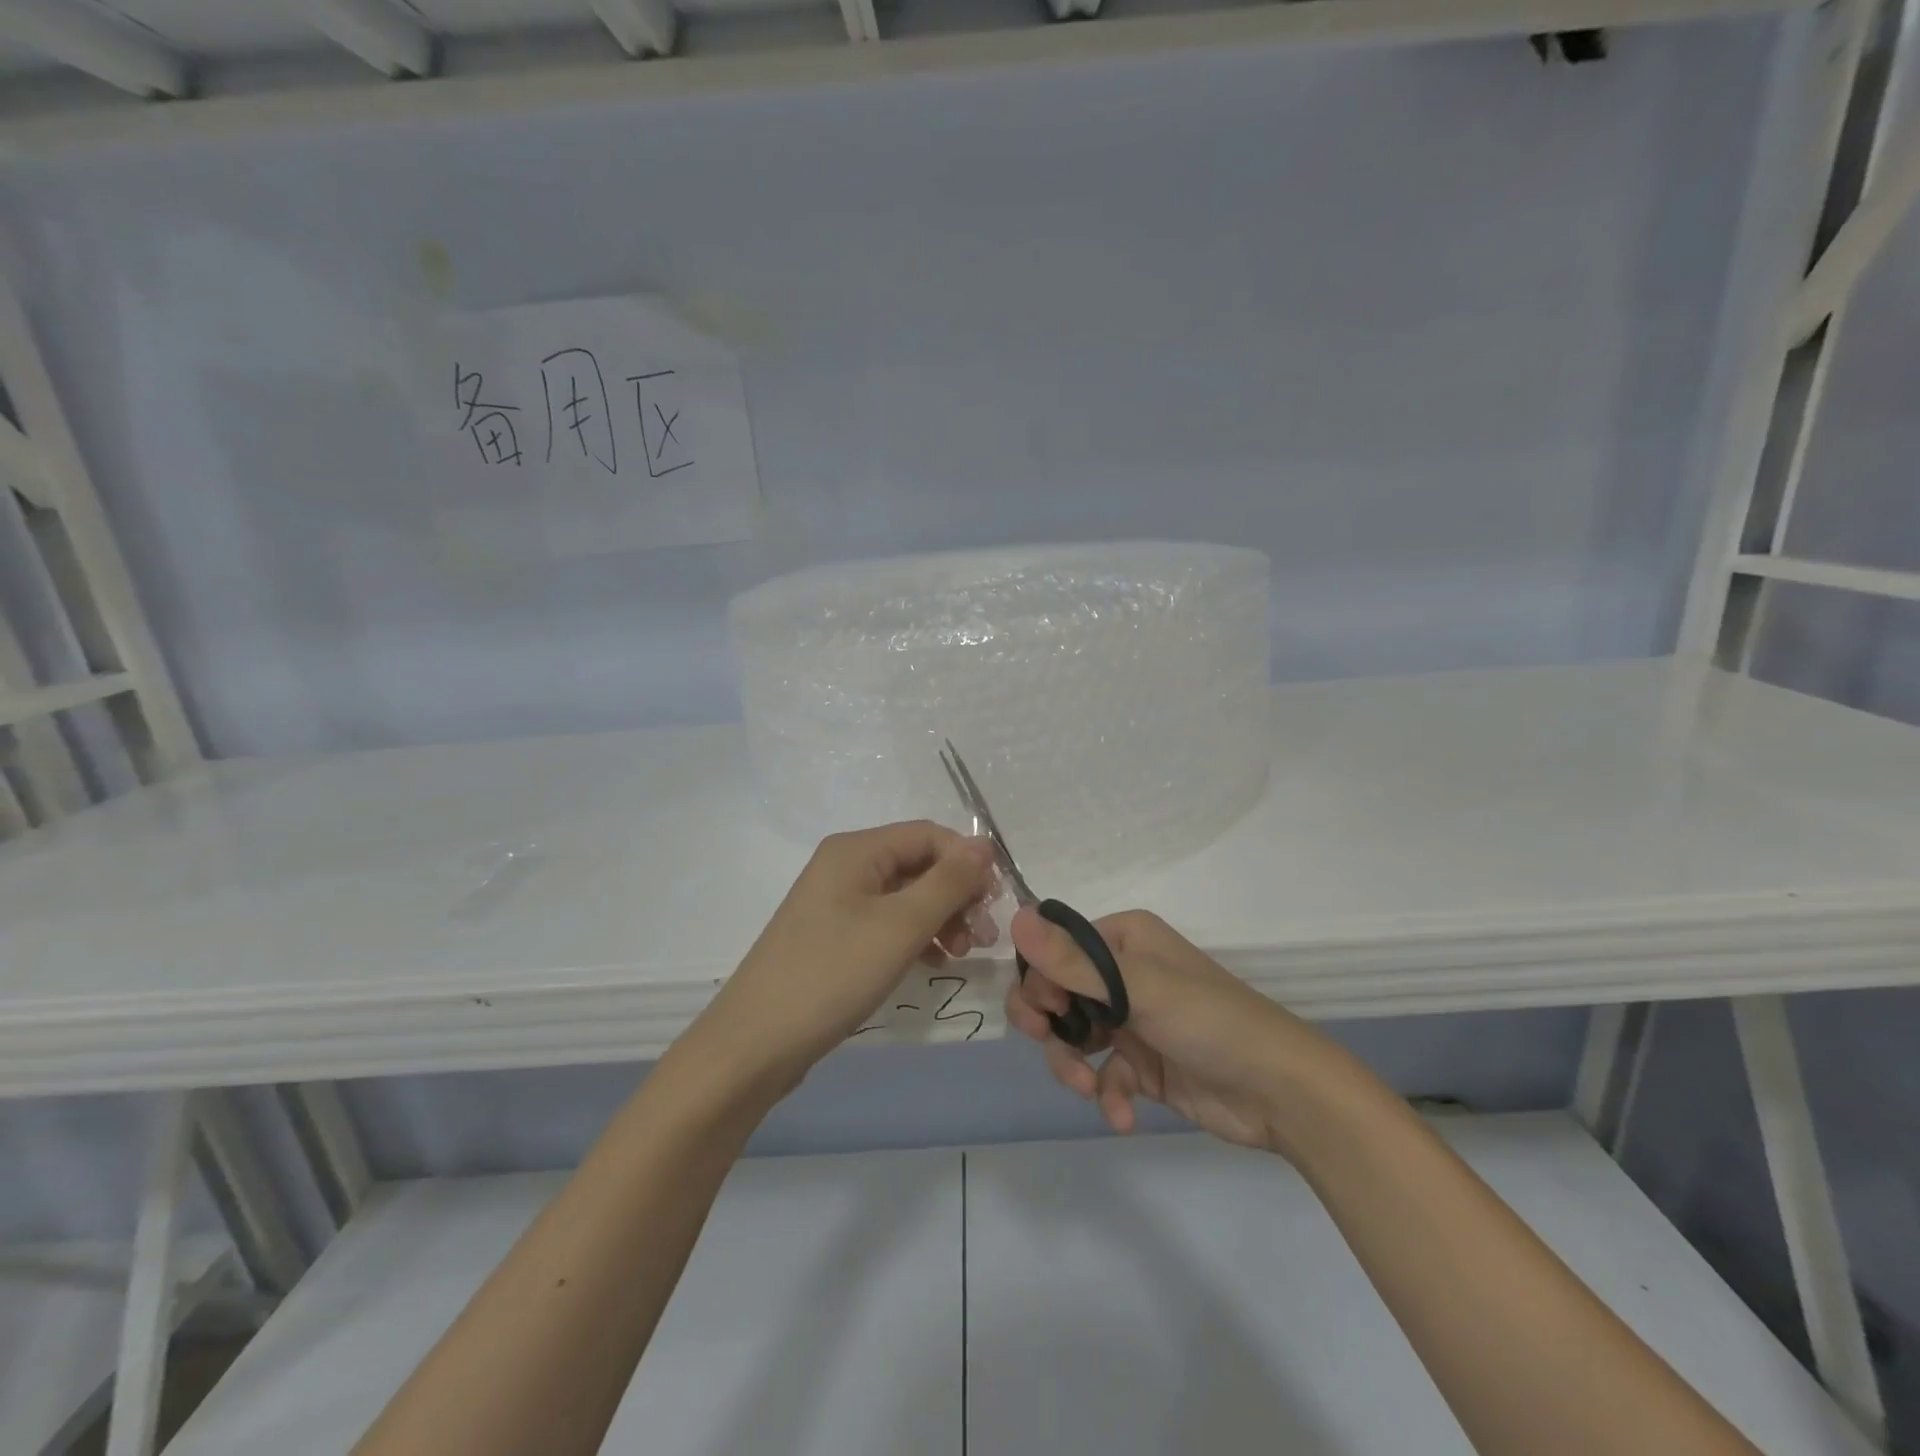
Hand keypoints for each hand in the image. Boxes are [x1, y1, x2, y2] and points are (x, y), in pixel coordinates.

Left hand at [698, 822, 997, 1089]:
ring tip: (962, 953)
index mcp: (857, 850)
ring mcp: (836, 902)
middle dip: (957, 894)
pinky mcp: (834, 936)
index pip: (929, 835)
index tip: (995, 903)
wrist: (755, 1043)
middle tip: (982, 937)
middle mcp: (845, 866)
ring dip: (941, 917)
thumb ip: (948, 882)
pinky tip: (933, 962)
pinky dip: (916, 936)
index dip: (968, 861)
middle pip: (918, 864)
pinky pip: (887, 922)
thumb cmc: (832, 974)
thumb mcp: (901, 925)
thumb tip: (984, 846)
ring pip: (906, 895)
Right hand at [1006, 907, 1341, 1157]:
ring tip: (1088, 1089)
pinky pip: (1103, 1074)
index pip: (1056, 948)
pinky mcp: (1143, 1064)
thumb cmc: (1209, 1021)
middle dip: (1049, 1023)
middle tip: (1048, 1040)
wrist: (1281, 1092)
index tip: (1045, 1011)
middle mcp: (1124, 973)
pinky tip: (1124, 1115)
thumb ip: (1073, 961)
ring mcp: (1133, 1020)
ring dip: (1072, 1066)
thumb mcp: (1139, 988)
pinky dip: (1107, 1095)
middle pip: (1057, 992)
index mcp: (1123, 939)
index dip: (1040, 979)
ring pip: (1073, 1036)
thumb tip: (1015, 915)